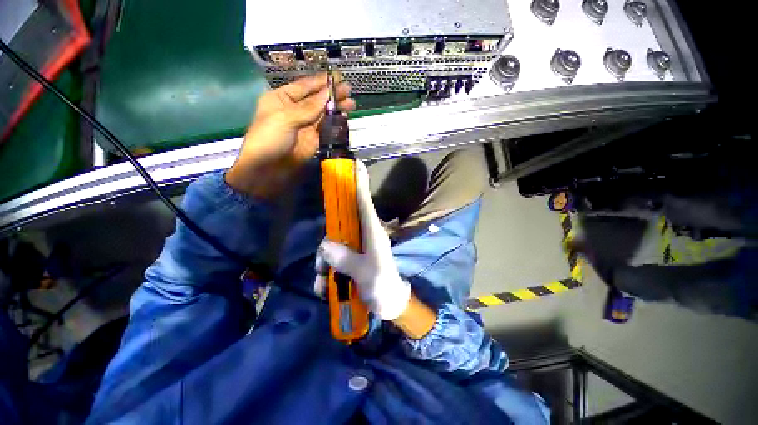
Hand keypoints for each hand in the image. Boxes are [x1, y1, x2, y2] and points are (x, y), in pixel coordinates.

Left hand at [225, 73, 354, 197]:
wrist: (268, 171)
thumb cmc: (269, 139)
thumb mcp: (285, 119)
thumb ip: (309, 107)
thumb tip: (328, 93)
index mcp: (282, 99)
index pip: (304, 86)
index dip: (320, 81)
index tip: (338, 77)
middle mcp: (294, 110)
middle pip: (316, 99)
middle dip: (332, 94)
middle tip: (349, 90)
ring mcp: (305, 126)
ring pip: (324, 113)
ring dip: (337, 108)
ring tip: (351, 103)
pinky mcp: (314, 140)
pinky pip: (326, 128)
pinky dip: (336, 123)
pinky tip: (345, 118)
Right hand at [317, 161, 412, 320]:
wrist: (389, 304)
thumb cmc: (383, 286)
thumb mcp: (367, 274)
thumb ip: (346, 259)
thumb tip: (325, 246)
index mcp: (373, 233)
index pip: (364, 203)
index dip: (360, 183)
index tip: (357, 163)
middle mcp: (363, 235)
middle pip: (338, 226)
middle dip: (327, 249)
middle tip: (322, 270)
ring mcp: (355, 248)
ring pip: (331, 246)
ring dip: (324, 266)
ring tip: (324, 286)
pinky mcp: (350, 259)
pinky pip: (332, 260)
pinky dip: (326, 275)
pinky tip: (325, 290)